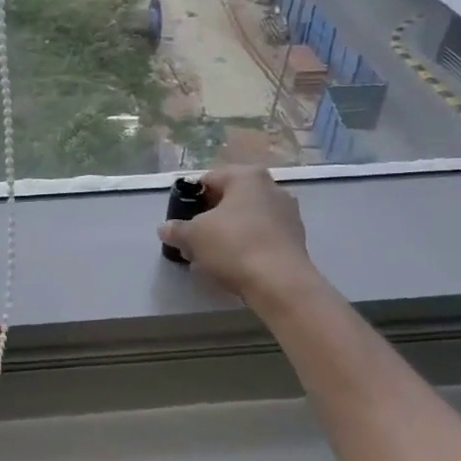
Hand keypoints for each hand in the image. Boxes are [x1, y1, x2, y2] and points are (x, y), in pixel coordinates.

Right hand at [157, 166, 314, 306]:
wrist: (280, 283)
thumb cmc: (233, 246)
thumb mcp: (193, 236)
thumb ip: (176, 229)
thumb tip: (165, 229)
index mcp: (247, 176)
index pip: (208, 180)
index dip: (189, 200)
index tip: (180, 221)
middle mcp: (272, 187)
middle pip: (229, 200)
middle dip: (209, 219)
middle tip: (192, 241)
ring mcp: (288, 213)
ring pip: (245, 220)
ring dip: (226, 235)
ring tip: (209, 258)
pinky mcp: (296, 239)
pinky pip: (261, 237)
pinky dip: (246, 247)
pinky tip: (233, 267)